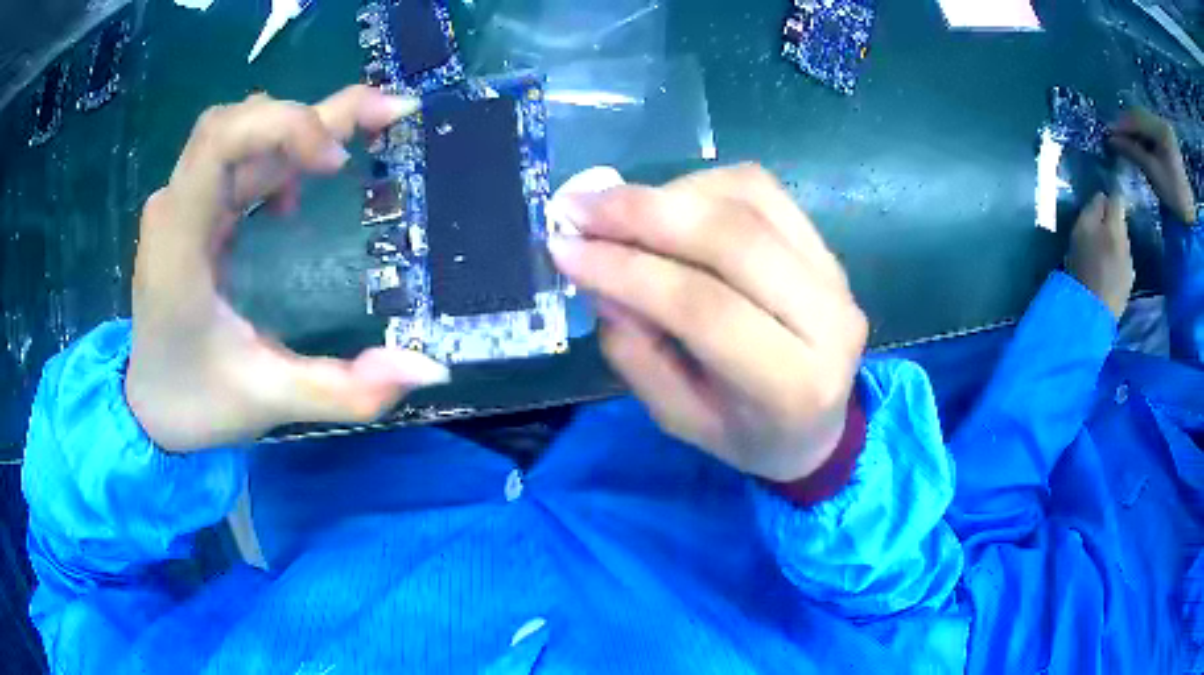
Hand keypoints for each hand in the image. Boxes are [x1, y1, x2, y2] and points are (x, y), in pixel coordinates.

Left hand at [126, 86, 449, 452]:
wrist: (149, 408)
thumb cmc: (194, 403)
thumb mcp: (269, 401)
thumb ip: (345, 390)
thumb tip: (428, 367)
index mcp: (179, 241)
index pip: (221, 139)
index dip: (285, 128)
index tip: (337, 165)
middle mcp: (176, 207)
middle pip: (238, 121)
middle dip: (311, 116)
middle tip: (388, 117)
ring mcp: (182, 205)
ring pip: (241, 131)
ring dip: (300, 130)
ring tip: (355, 148)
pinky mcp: (194, 211)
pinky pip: (238, 158)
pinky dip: (279, 155)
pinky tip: (301, 189)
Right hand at [549, 165, 867, 481]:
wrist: (818, 424)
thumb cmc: (744, 433)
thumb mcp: (677, 416)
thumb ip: (636, 351)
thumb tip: (598, 274)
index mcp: (794, 386)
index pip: (706, 309)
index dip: (629, 270)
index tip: (565, 249)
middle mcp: (830, 319)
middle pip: (734, 239)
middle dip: (643, 213)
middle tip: (578, 208)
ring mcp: (836, 274)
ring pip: (749, 200)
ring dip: (669, 193)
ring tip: (613, 207)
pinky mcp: (827, 245)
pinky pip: (761, 190)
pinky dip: (701, 185)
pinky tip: (666, 203)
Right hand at [1067, 193, 1133, 319]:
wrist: (1092, 313)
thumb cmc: (1083, 264)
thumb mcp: (1082, 228)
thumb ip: (1094, 209)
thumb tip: (1102, 197)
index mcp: (1116, 225)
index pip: (1117, 199)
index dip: (1109, 199)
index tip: (1099, 202)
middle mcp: (1127, 242)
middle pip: (1121, 224)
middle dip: (1112, 224)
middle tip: (1097, 230)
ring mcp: (1130, 266)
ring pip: (1123, 246)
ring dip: (1114, 246)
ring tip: (1101, 254)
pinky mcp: (1128, 287)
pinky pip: (1124, 267)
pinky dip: (1116, 265)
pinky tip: (1107, 273)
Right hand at [1109, 108, 1195, 222]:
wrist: (1188, 212)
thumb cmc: (1172, 193)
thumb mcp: (1152, 171)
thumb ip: (1132, 151)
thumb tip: (1111, 139)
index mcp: (1161, 128)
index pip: (1138, 118)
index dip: (1123, 124)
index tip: (1109, 132)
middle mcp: (1162, 122)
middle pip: (1140, 117)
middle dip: (1127, 126)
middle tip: (1115, 135)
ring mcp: (1164, 128)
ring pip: (1143, 122)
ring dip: (1133, 130)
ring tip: (1123, 140)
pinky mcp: (1165, 136)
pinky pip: (1149, 129)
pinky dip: (1140, 135)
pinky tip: (1135, 143)